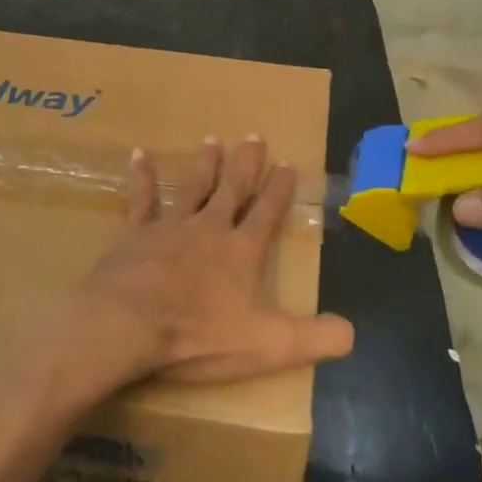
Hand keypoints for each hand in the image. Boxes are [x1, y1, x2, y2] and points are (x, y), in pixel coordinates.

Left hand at [77, 137, 353, 385]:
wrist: (129, 326)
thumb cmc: (199, 334)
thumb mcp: (269, 345)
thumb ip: (315, 338)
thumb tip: (353, 333)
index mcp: (242, 251)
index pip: (267, 212)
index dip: (280, 189)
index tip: (288, 164)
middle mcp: (210, 228)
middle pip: (232, 189)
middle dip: (246, 164)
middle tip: (254, 136)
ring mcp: (171, 227)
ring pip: (193, 187)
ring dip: (204, 164)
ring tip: (212, 140)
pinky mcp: (135, 235)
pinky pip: (141, 199)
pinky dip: (142, 177)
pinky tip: (140, 155)